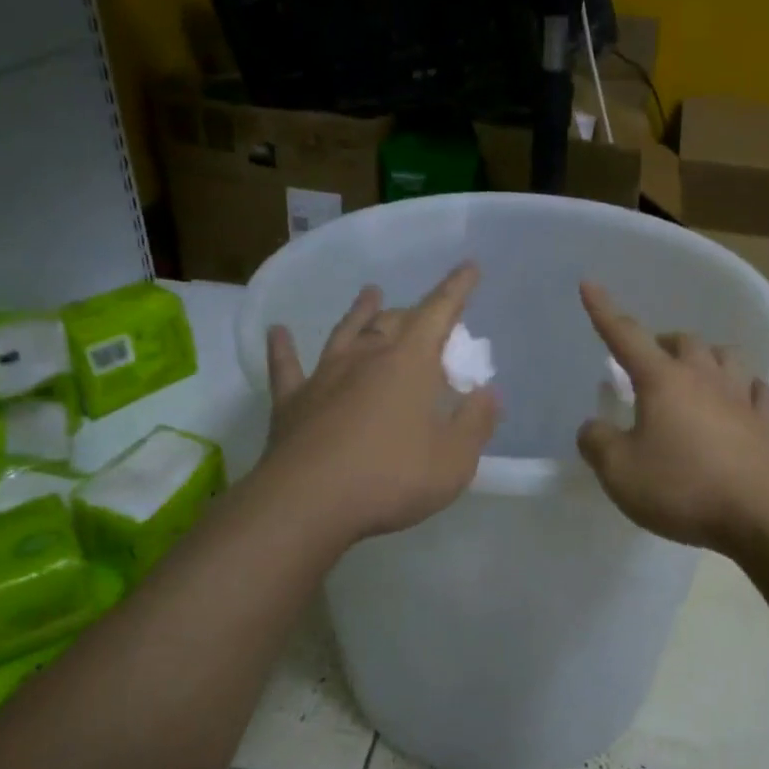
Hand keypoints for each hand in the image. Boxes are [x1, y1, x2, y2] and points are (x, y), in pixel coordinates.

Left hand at [261, 264, 498, 545]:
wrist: (308, 502)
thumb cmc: (391, 478)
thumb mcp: (454, 460)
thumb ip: (476, 424)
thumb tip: (489, 394)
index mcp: (410, 363)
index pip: (440, 312)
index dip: (457, 288)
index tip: (469, 266)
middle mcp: (367, 357)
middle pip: (393, 321)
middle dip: (413, 312)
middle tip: (424, 315)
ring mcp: (325, 376)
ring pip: (345, 332)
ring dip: (360, 312)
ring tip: (370, 293)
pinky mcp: (292, 402)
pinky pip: (286, 367)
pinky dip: (283, 348)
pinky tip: (278, 332)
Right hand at [575, 282, 768, 553]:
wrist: (759, 514)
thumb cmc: (682, 487)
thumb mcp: (619, 472)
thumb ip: (597, 443)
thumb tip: (593, 427)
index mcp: (663, 380)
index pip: (625, 335)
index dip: (603, 310)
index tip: (589, 283)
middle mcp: (703, 377)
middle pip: (683, 341)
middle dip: (662, 343)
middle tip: (647, 363)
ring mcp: (740, 397)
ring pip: (725, 356)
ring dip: (706, 357)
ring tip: (694, 374)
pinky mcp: (766, 423)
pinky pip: (757, 391)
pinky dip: (744, 388)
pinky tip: (741, 397)